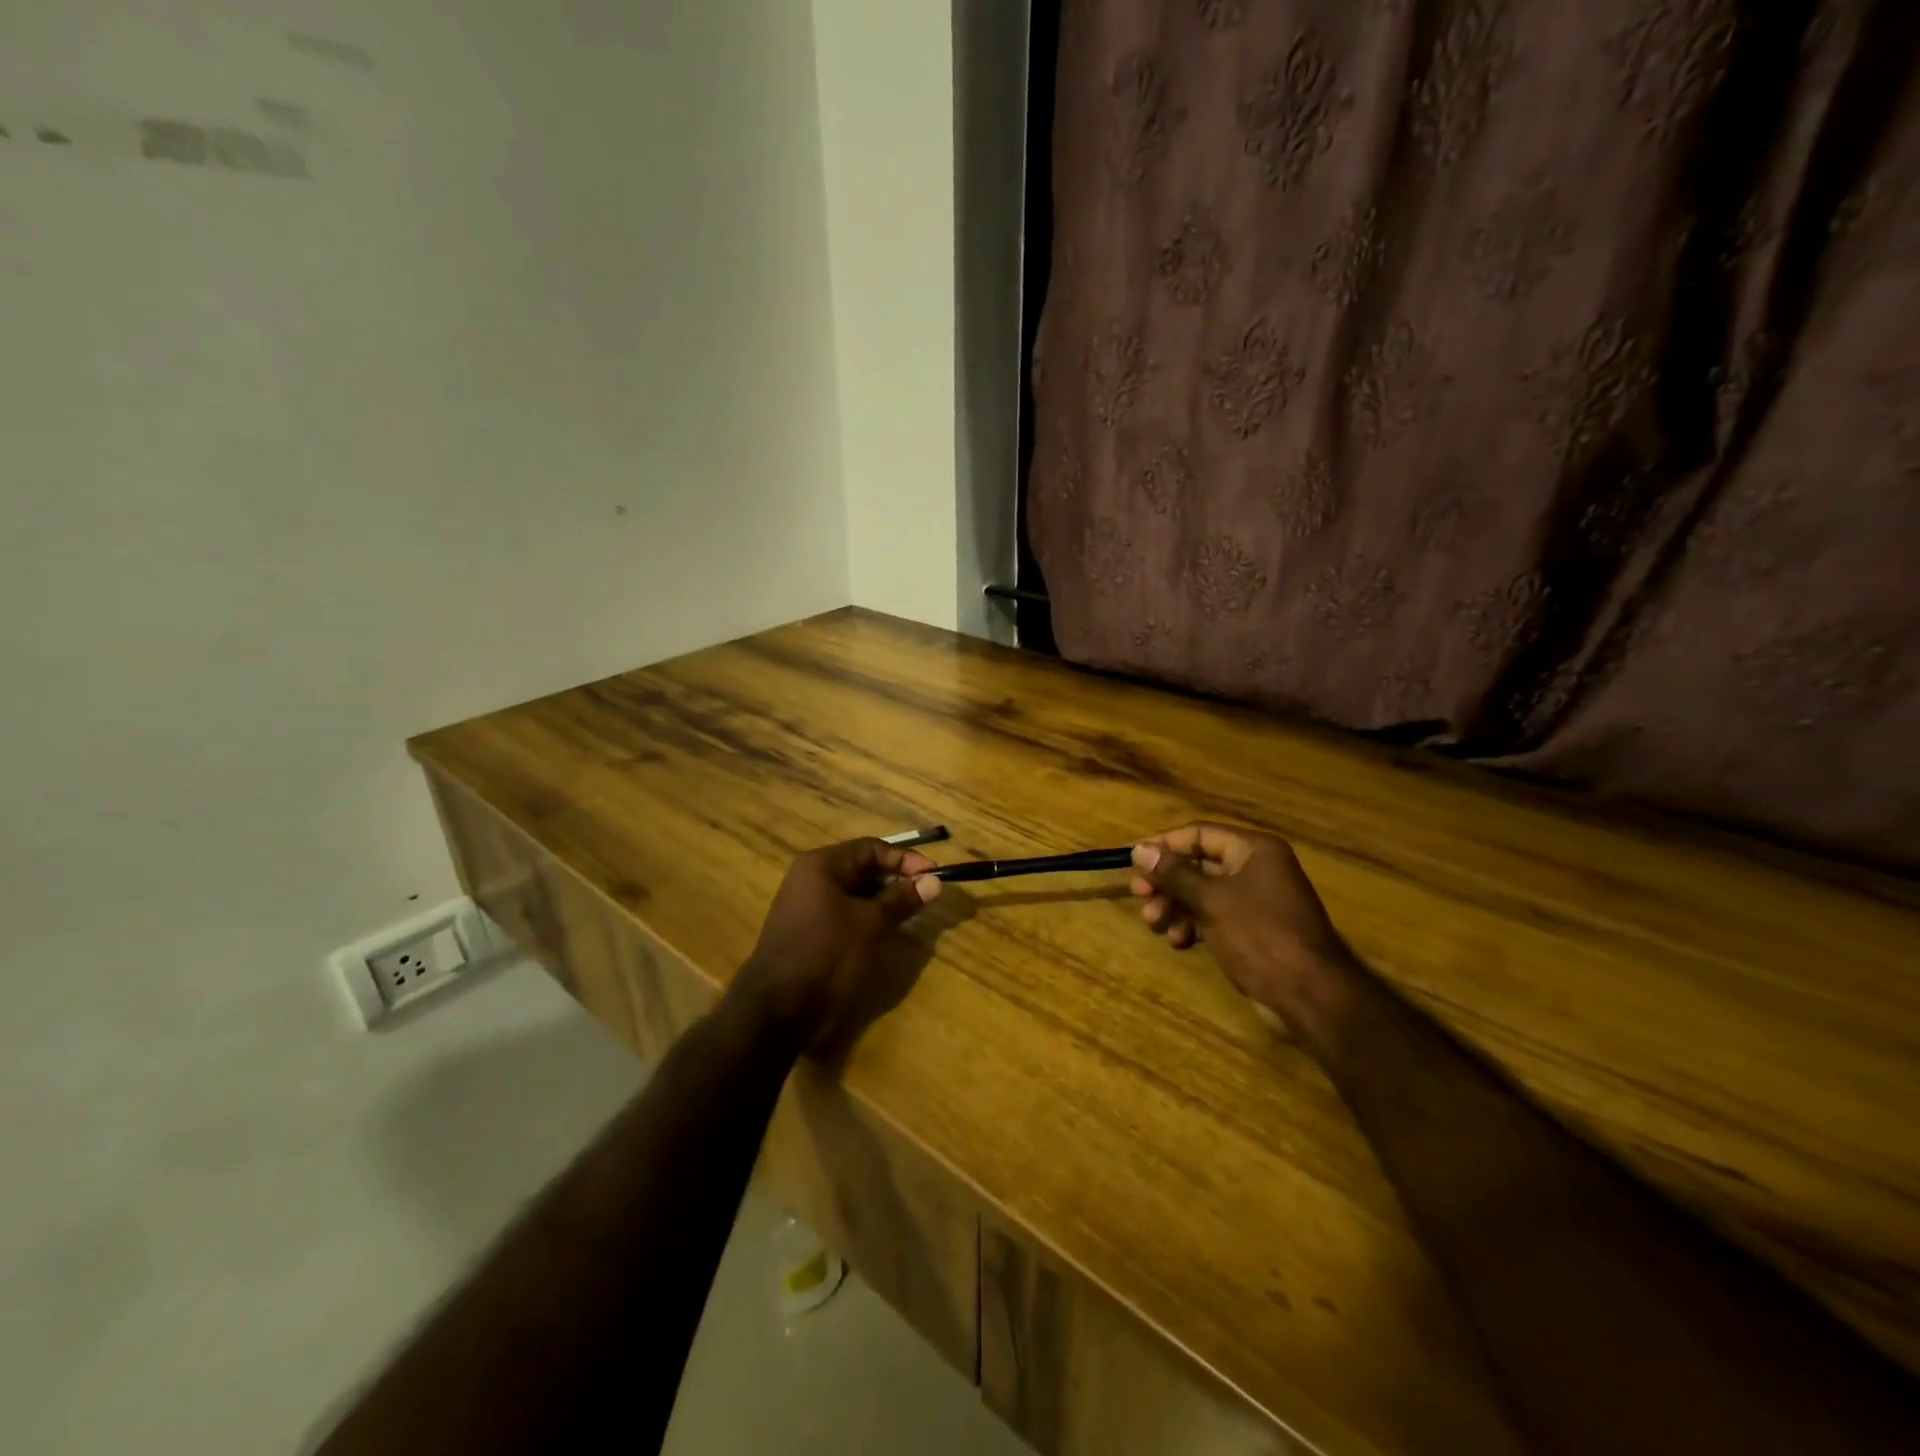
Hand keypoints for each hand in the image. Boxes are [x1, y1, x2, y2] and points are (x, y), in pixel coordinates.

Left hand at [730, 838, 941, 1054]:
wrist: (778, 1009)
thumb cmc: (828, 954)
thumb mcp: (872, 924)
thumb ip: (902, 899)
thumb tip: (934, 880)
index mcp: (821, 865)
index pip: (871, 848)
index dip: (905, 859)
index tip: (933, 875)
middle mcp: (810, 878)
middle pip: (861, 868)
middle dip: (895, 880)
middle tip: (925, 896)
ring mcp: (805, 906)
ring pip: (853, 893)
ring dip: (883, 901)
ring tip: (911, 915)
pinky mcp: (807, 931)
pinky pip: (843, 913)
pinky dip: (866, 918)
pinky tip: (884, 932)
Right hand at [1130, 822, 1358, 1026]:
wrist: (1308, 994)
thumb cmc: (1260, 934)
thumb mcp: (1211, 900)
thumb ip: (1173, 874)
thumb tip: (1139, 850)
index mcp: (1253, 850)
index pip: (1199, 834)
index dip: (1164, 845)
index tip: (1133, 861)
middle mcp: (1255, 868)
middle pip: (1198, 864)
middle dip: (1166, 882)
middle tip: (1139, 897)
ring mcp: (1254, 901)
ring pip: (1201, 893)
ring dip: (1174, 906)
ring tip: (1155, 924)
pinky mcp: (1251, 930)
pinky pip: (1212, 917)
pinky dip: (1192, 925)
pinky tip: (1179, 942)